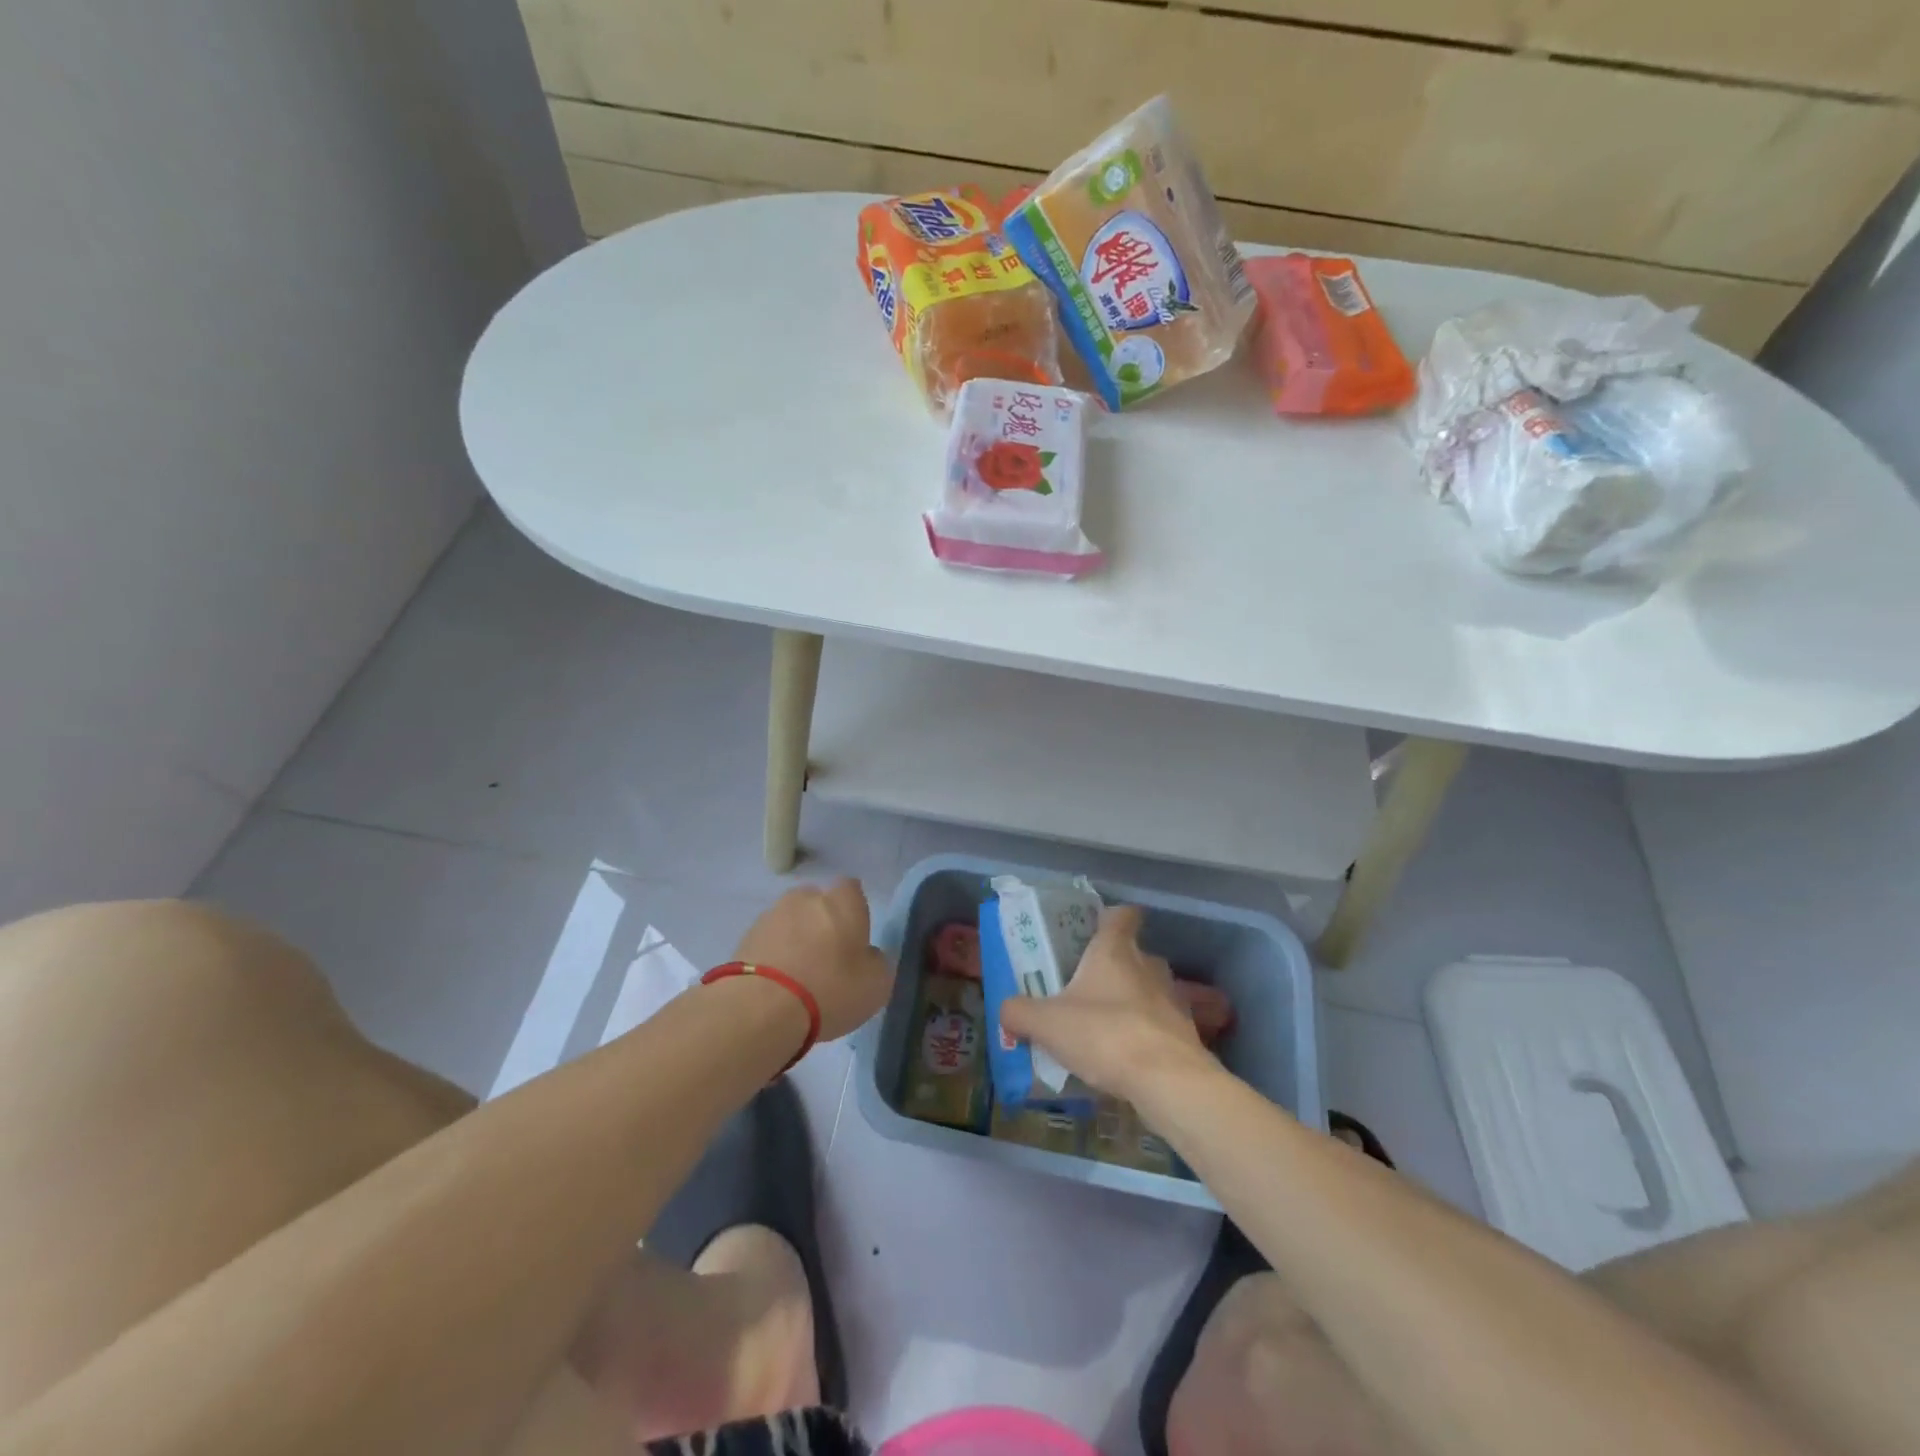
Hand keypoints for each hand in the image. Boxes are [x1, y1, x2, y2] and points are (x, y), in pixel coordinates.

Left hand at [735, 879, 892, 1041]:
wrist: (760, 1008)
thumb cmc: (830, 989)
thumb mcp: (876, 985)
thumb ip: (877, 963)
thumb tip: (867, 955)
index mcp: (843, 902)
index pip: (852, 890)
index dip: (854, 912)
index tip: (855, 938)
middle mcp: (806, 898)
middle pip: (818, 903)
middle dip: (822, 923)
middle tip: (827, 958)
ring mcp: (771, 915)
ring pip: (790, 922)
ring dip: (795, 939)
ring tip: (797, 976)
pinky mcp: (744, 938)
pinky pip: (768, 942)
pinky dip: (773, 956)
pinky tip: (776, 985)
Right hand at [999, 905, 1206, 1100]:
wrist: (1168, 1081)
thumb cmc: (1105, 1034)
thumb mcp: (1046, 1023)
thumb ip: (1019, 1012)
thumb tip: (1006, 1011)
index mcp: (1115, 950)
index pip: (1121, 914)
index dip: (1108, 916)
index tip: (1092, 927)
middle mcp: (1148, 965)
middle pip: (1132, 954)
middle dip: (1111, 967)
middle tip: (1083, 987)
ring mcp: (1171, 999)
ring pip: (1147, 990)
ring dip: (1128, 1002)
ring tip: (1102, 1026)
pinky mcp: (1185, 1033)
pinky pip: (1158, 1025)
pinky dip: (1143, 1034)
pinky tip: (1124, 1057)